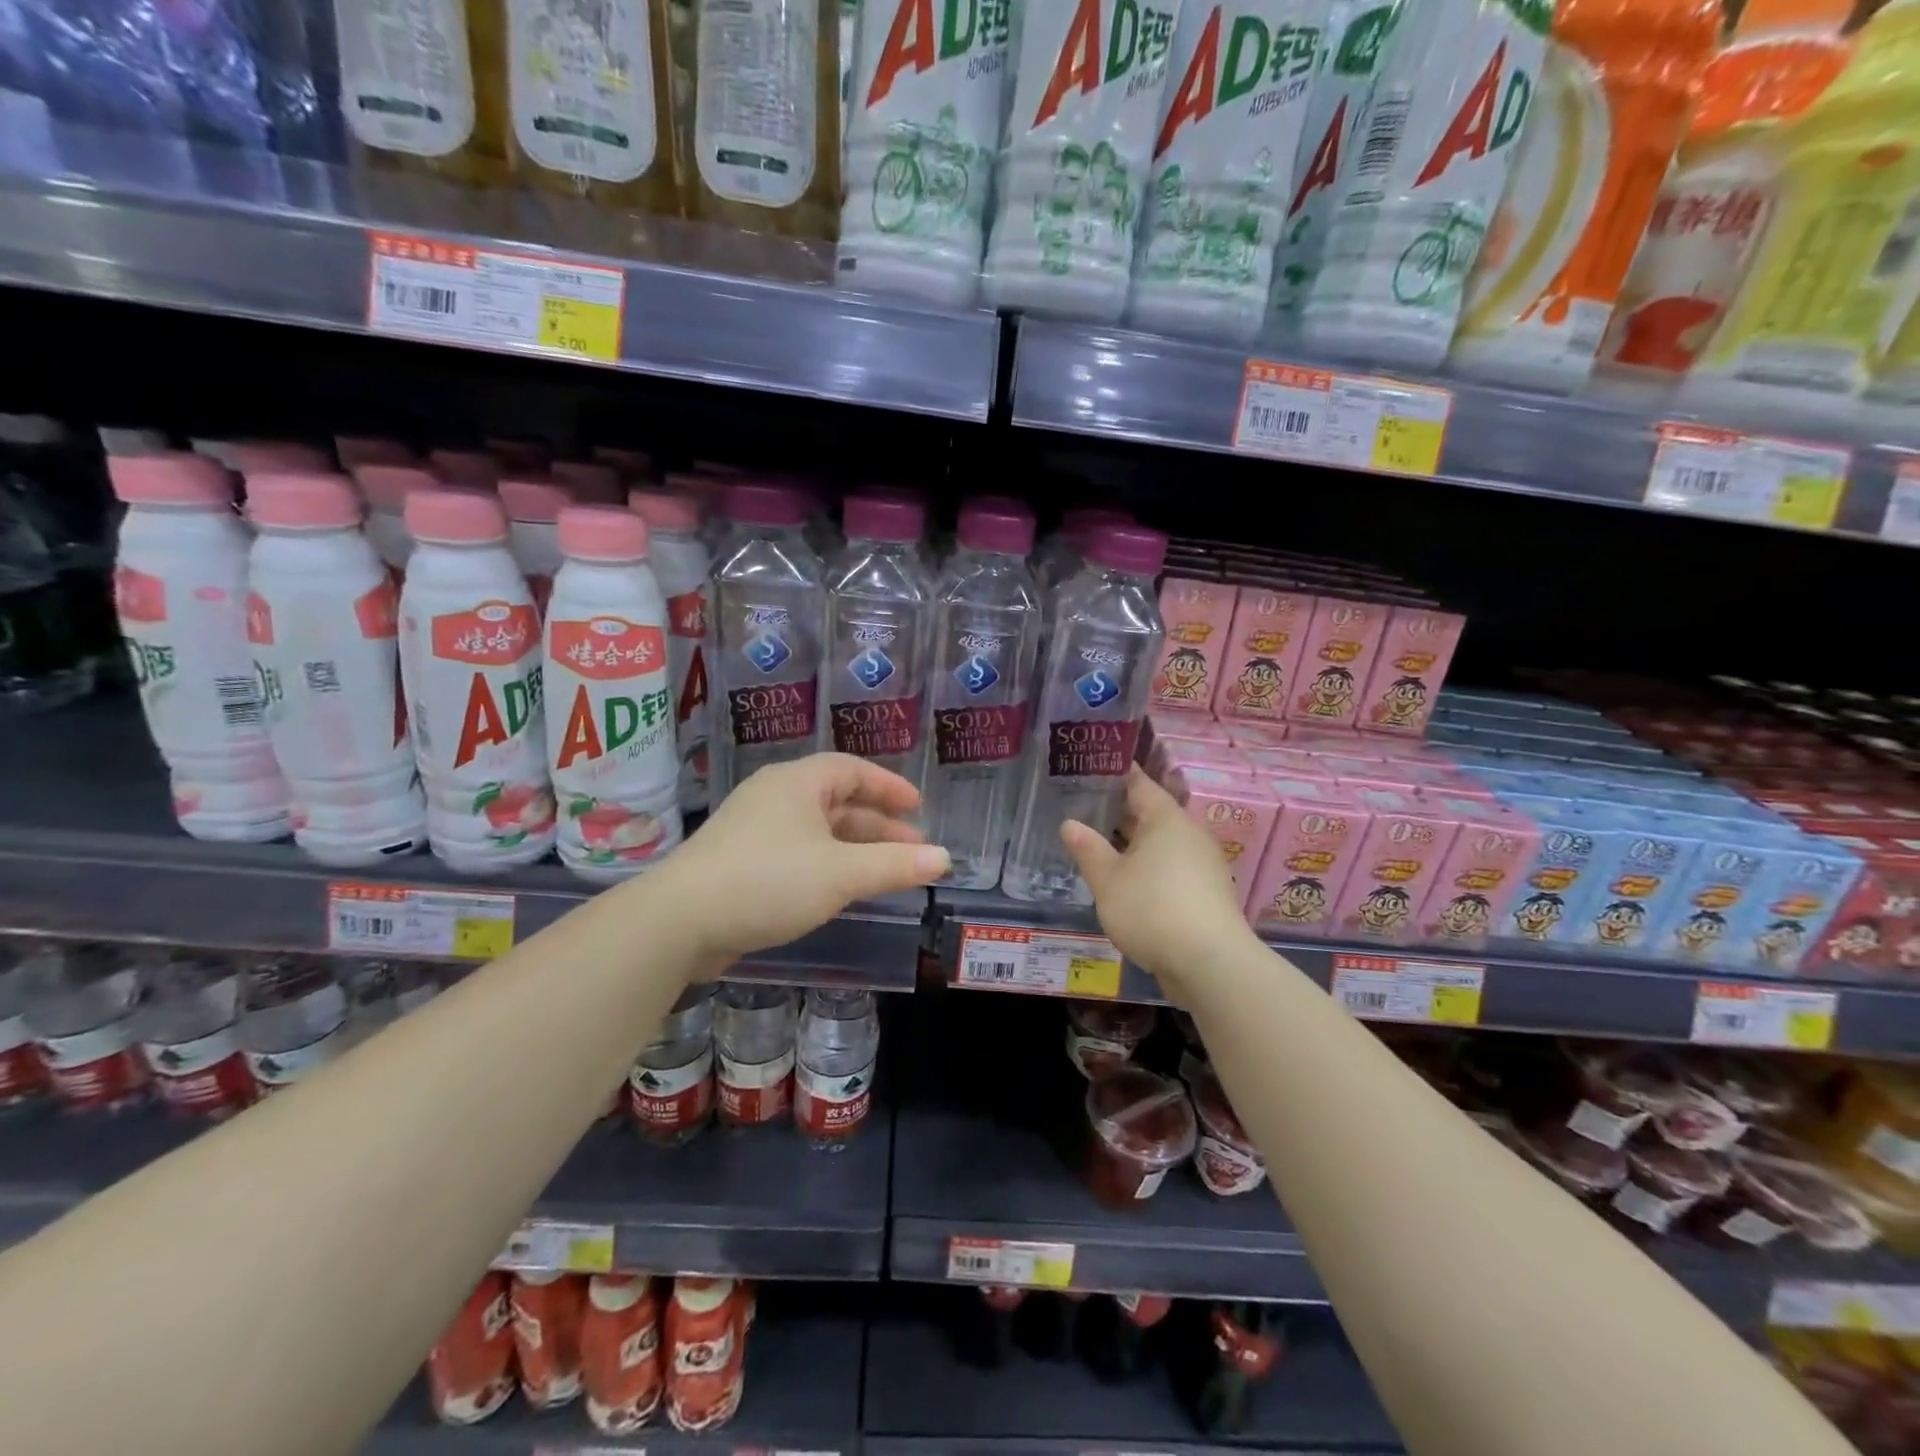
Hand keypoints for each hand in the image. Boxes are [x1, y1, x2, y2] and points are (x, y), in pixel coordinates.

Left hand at [647, 753, 949, 966]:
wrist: (678, 922)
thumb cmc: (768, 881)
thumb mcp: (841, 873)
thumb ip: (895, 865)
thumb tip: (945, 859)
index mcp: (798, 783)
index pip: (853, 770)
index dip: (889, 786)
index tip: (918, 806)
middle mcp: (775, 797)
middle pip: (837, 802)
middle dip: (878, 826)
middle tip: (913, 848)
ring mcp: (754, 830)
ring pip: (818, 831)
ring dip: (855, 849)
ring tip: (888, 872)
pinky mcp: (740, 862)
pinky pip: (798, 853)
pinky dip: (828, 864)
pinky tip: (842, 888)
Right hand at [1060, 767, 1254, 993]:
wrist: (1210, 963)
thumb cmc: (1152, 909)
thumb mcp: (1108, 880)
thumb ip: (1088, 849)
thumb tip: (1070, 823)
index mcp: (1166, 819)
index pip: (1140, 784)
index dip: (1117, 774)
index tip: (1093, 767)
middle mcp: (1189, 834)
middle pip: (1152, 813)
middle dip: (1120, 811)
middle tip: (1085, 808)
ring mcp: (1202, 864)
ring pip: (1162, 843)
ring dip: (1134, 843)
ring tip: (1100, 845)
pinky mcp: (1206, 892)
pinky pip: (1171, 866)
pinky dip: (1149, 866)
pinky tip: (1128, 880)